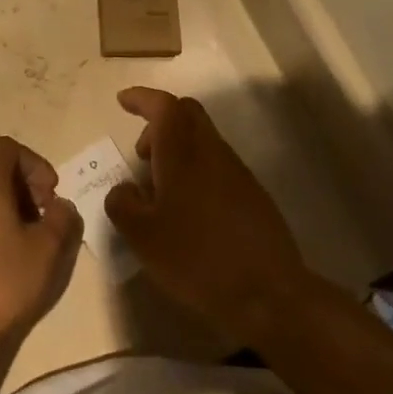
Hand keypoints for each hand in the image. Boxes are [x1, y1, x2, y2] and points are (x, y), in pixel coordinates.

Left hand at [0, 137, 81, 355]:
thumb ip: (62, 220)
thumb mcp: (45, 252)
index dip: (35, 164)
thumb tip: (62, 206)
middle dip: (25, 187)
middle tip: (44, 221)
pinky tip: (1, 258)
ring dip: (7, 207)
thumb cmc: (0, 285)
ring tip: (25, 243)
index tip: (50, 195)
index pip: (8, 148)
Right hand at [105, 88, 316, 346]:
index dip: (142, 98)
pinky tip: (188, 209)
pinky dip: (196, 170)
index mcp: (182, 153)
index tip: (123, 101)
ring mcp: (237, 172)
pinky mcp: (253, 195)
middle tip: (141, 152)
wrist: (270, 295)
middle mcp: (211, 152)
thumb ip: (122, 205)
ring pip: (203, 139)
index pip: (163, 106)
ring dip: (178, 149)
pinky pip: (217, 165)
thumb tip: (123, 190)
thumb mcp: (142, 237)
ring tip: (160, 190)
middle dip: (160, 120)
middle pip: (187, 113)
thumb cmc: (197, 258)